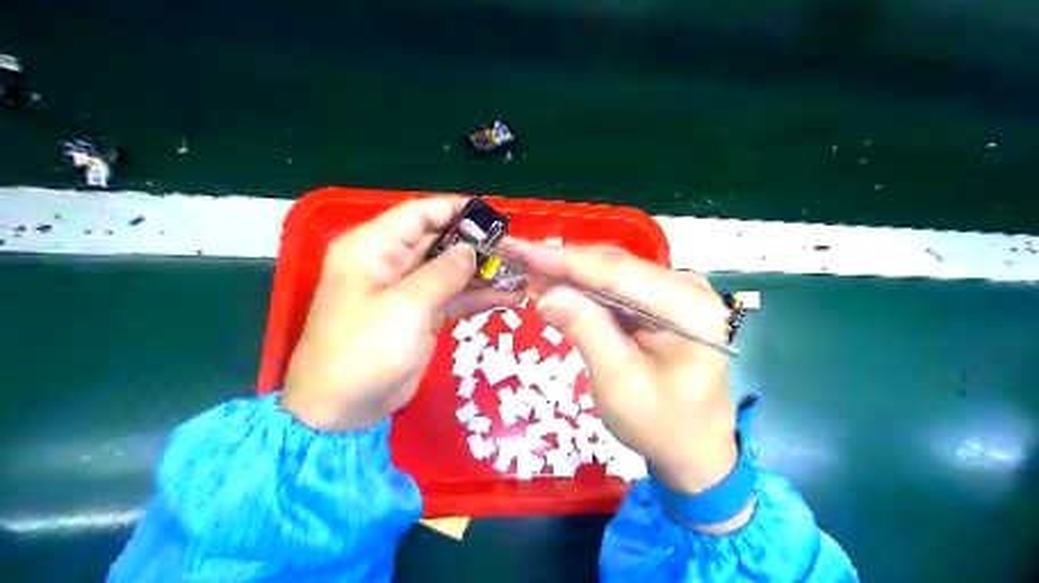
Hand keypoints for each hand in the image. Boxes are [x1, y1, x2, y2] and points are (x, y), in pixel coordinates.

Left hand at [283, 198, 518, 430]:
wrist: (343, 408)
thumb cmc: (365, 348)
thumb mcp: (406, 305)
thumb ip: (443, 273)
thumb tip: (470, 250)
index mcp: (373, 248)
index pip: (417, 214)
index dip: (453, 210)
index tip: (492, 216)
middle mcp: (389, 263)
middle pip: (437, 241)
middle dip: (475, 244)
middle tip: (515, 247)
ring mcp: (406, 291)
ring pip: (449, 270)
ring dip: (481, 272)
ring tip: (520, 272)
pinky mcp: (419, 316)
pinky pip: (451, 297)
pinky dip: (476, 296)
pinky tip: (508, 296)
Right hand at [511, 241, 738, 496]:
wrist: (695, 446)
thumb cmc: (661, 425)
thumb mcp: (619, 384)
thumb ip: (586, 332)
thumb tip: (546, 292)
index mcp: (687, 306)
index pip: (615, 272)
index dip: (562, 260)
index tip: (516, 249)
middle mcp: (686, 286)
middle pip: (613, 264)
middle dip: (561, 262)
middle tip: (513, 258)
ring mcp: (676, 290)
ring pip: (611, 271)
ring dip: (568, 272)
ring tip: (526, 270)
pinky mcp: (662, 300)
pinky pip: (615, 285)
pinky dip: (582, 287)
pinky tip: (554, 286)